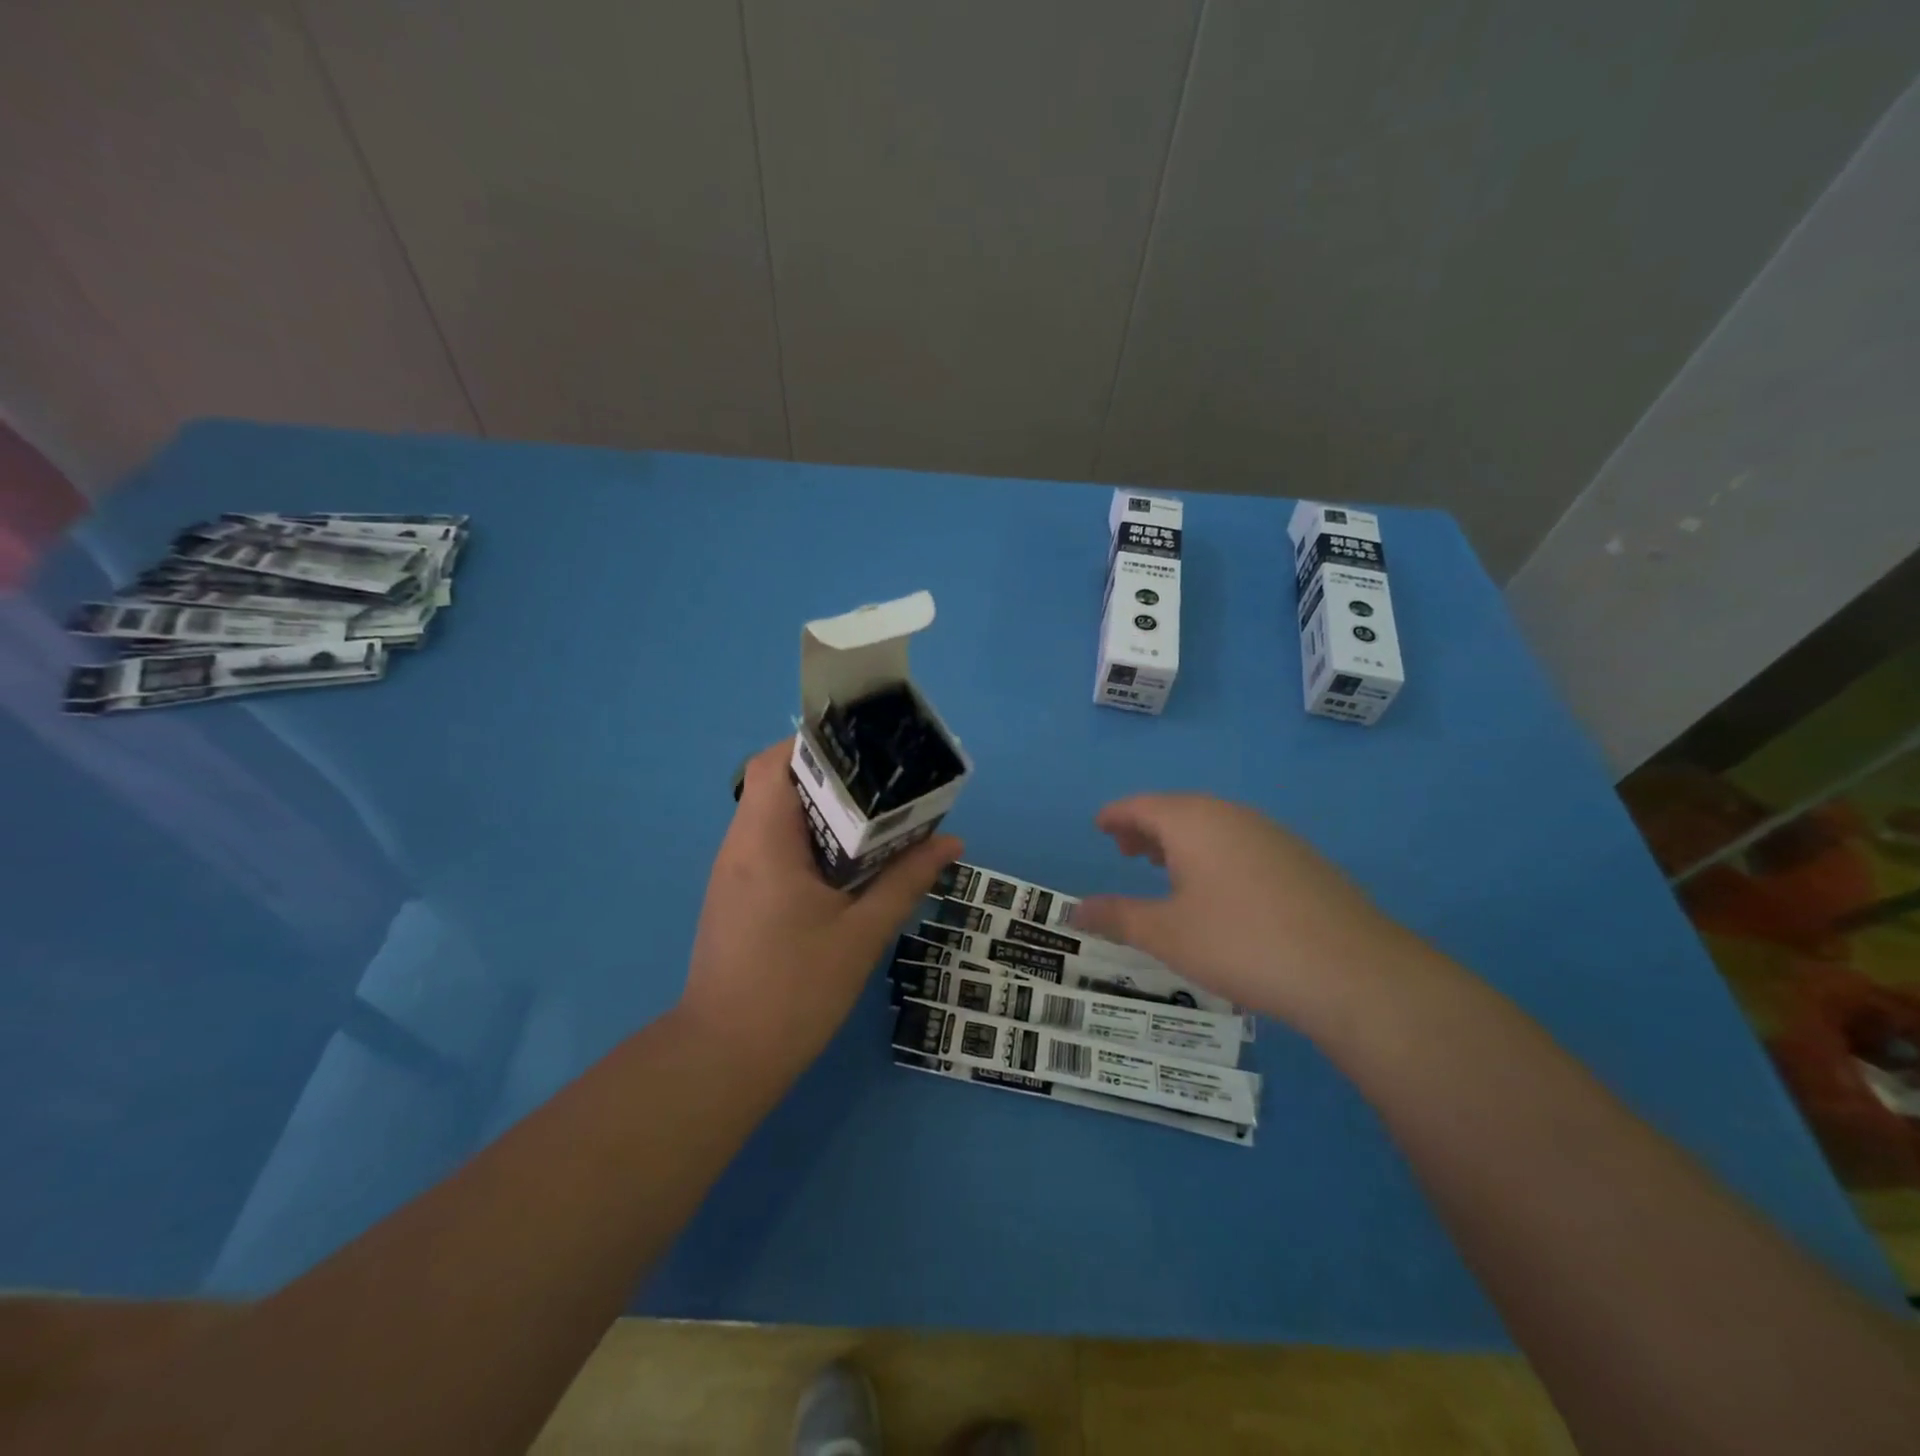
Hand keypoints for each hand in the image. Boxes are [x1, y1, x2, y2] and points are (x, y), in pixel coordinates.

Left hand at [677, 739, 961, 1077]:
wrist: (725, 1057)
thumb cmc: (795, 990)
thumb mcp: (861, 933)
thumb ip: (905, 881)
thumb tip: (950, 842)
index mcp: (764, 842)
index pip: (776, 762)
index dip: (817, 746)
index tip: (865, 752)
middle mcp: (739, 846)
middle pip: (776, 783)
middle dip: (830, 777)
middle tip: (883, 786)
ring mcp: (732, 872)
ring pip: (772, 815)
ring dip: (819, 810)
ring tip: (872, 819)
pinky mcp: (735, 896)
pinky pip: (769, 845)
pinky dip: (806, 839)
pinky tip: (843, 863)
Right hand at [1072, 794, 1415, 1026]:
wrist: (1351, 971)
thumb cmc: (1241, 943)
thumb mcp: (1167, 934)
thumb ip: (1118, 917)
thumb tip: (1076, 910)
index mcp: (1194, 822)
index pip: (1142, 805)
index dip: (1116, 815)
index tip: (1099, 825)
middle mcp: (1232, 816)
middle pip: (1178, 810)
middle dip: (1147, 827)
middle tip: (1124, 850)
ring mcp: (1272, 835)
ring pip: (1213, 826)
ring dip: (1181, 841)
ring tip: (1164, 868)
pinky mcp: (1300, 859)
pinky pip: (1240, 843)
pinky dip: (1214, 854)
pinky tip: (1217, 889)